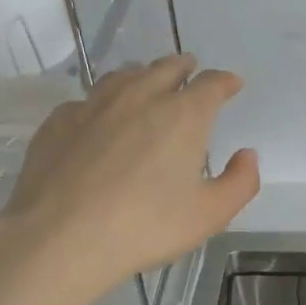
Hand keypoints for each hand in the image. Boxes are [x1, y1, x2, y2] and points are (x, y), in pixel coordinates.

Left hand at [0, 53, 258, 304]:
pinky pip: (87, 100)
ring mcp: (94, 105)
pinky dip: (103, 102)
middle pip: (166, 68)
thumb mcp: (210, 214)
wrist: (61, 238)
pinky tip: (100, 117)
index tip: (232, 83)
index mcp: (183, 115)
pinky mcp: (59, 122)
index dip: (225, 81)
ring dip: (142, 75)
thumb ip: (240, 182)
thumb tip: (247, 155)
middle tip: (191, 69)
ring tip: (147, 81)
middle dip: (184, 67)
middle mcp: (140, 97)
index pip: (212, 84)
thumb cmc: (146, 226)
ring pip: (123, 76)